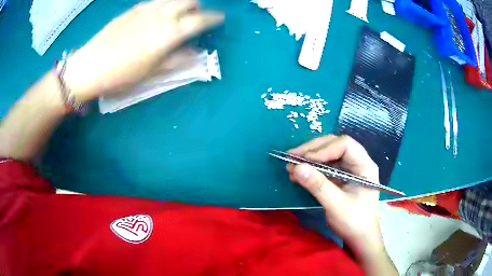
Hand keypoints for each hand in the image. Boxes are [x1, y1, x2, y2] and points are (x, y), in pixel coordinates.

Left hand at [63, 0, 223, 102]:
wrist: (89, 67)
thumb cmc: (121, 75)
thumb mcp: (151, 73)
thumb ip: (176, 60)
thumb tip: (196, 54)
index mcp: (168, 33)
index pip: (200, 19)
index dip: (213, 18)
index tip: (219, 19)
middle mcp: (160, 15)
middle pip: (189, 0)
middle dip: (197, 7)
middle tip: (195, 17)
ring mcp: (146, 9)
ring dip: (181, 3)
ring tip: (177, 14)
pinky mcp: (132, 9)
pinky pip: (156, 0)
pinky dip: (164, 4)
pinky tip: (157, 14)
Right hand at [286, 135, 383, 258]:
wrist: (359, 237)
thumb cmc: (354, 222)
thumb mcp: (336, 205)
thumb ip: (318, 185)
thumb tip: (296, 167)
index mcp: (364, 165)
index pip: (345, 145)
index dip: (324, 149)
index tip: (305, 159)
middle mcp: (357, 162)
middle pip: (335, 145)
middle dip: (313, 149)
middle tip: (292, 156)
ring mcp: (348, 169)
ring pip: (328, 154)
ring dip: (309, 158)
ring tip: (290, 165)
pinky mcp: (340, 177)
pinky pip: (324, 167)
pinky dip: (311, 169)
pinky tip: (297, 174)